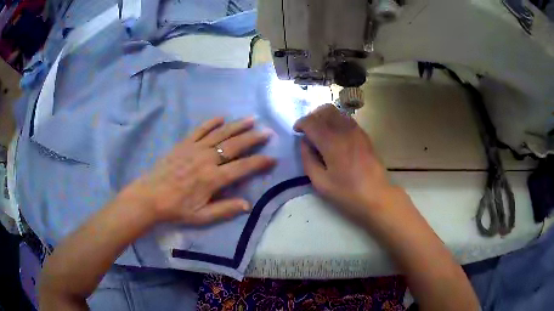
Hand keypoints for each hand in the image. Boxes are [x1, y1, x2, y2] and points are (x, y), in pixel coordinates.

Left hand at [135, 117, 274, 224]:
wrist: (151, 196)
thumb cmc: (176, 208)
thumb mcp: (201, 216)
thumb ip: (224, 210)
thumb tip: (247, 204)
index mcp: (212, 179)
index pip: (242, 168)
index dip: (259, 162)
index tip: (273, 158)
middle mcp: (206, 159)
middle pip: (234, 146)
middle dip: (253, 138)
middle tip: (267, 132)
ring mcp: (195, 149)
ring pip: (220, 134)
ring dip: (237, 126)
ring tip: (252, 119)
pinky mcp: (184, 144)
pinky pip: (200, 130)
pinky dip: (211, 122)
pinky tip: (222, 117)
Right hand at [294, 104, 400, 222]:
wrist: (376, 196)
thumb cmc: (347, 193)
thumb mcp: (321, 182)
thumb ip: (308, 160)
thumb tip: (304, 143)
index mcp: (331, 143)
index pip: (311, 121)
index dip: (301, 123)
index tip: (297, 132)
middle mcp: (344, 131)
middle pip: (325, 110)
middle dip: (312, 116)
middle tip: (308, 129)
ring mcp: (357, 131)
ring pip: (337, 112)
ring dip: (325, 117)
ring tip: (320, 131)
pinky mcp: (364, 135)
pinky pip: (347, 119)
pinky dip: (336, 121)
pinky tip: (335, 135)